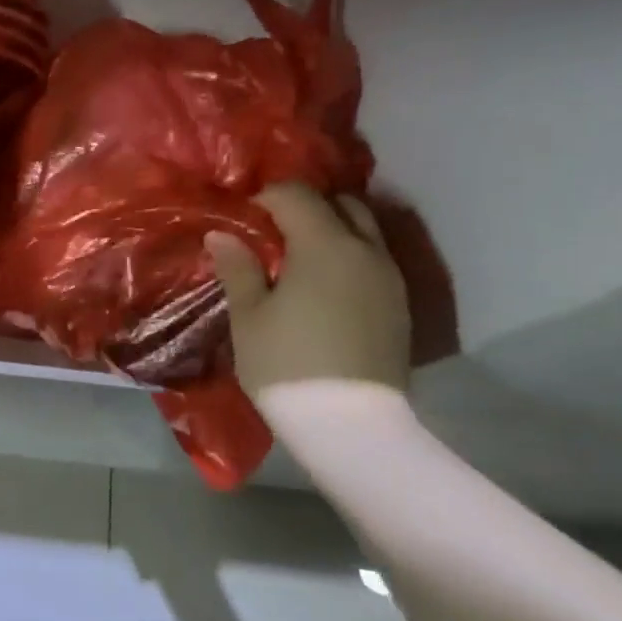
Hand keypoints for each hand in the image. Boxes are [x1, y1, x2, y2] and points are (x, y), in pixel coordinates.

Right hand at [206, 184, 411, 393]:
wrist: (350, 426)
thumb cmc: (286, 364)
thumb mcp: (248, 316)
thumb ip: (237, 267)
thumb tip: (221, 235)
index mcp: (325, 245)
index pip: (296, 194)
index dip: (266, 197)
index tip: (244, 218)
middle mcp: (366, 250)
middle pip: (341, 203)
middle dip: (306, 208)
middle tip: (273, 234)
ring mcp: (390, 278)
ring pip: (364, 231)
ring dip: (332, 231)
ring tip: (298, 262)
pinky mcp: (400, 306)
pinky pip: (373, 261)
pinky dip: (348, 258)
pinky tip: (323, 289)